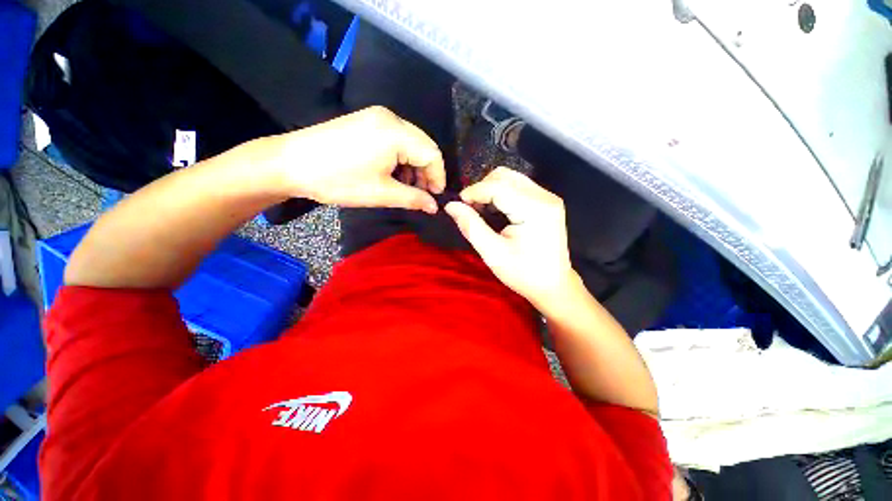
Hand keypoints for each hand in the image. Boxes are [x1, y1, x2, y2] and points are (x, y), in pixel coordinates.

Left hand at [271, 106, 444, 212]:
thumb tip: (434, 206)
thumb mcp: (381, 193)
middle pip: (424, 146)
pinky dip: (401, 159)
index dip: (439, 177)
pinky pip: (396, 140)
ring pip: (411, 143)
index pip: (433, 154)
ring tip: (406, 188)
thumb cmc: (339, 180)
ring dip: (414, 167)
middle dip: (427, 172)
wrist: (291, 163)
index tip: (435, 198)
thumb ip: (414, 199)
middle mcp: (391, 118)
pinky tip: (393, 174)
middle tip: (422, 195)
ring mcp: (377, 117)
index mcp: (396, 133)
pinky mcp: (367, 122)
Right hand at [444, 167, 576, 307]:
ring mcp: (548, 198)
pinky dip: (501, 193)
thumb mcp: (493, 253)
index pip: (498, 186)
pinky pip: (518, 187)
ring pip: (511, 178)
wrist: (553, 286)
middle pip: (505, 176)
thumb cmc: (523, 273)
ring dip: (491, 189)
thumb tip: (451, 206)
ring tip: (480, 209)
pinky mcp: (547, 202)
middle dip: (482, 187)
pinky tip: (495, 209)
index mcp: (535, 209)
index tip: (458, 204)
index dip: (474, 191)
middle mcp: (545, 197)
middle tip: (469, 208)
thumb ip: (471, 226)